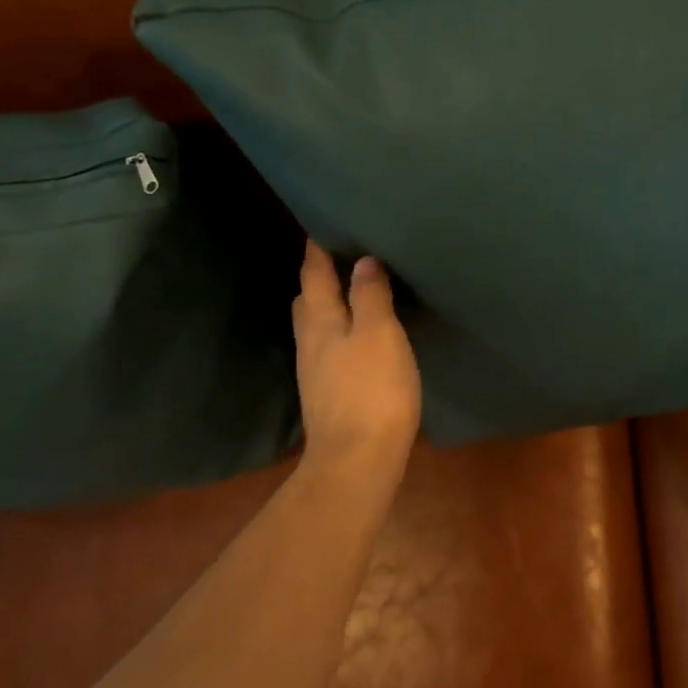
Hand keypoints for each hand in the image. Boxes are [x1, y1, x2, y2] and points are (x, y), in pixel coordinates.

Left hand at [293, 240, 421, 478]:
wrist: (357, 460)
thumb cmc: (372, 390)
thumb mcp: (380, 334)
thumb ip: (370, 296)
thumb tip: (362, 261)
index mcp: (322, 322)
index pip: (314, 276)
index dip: (317, 250)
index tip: (320, 226)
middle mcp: (311, 343)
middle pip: (307, 301)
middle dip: (317, 277)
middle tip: (336, 257)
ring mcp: (316, 372)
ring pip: (315, 326)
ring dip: (326, 305)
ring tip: (348, 291)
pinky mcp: (327, 394)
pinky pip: (328, 349)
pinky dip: (338, 332)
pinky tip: (355, 338)